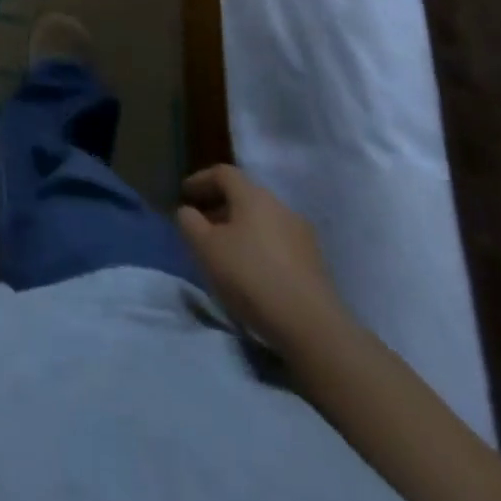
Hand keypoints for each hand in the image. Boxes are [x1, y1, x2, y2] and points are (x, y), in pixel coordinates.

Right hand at [177, 164, 345, 353]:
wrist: (312, 327)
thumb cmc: (251, 276)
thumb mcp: (205, 248)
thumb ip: (189, 222)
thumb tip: (188, 211)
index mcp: (253, 195)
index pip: (223, 173)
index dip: (200, 180)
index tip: (184, 195)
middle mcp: (280, 206)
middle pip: (244, 196)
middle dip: (220, 207)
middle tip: (202, 225)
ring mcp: (302, 235)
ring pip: (262, 221)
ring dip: (240, 229)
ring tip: (225, 252)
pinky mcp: (315, 264)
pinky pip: (278, 243)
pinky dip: (259, 248)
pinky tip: (252, 272)